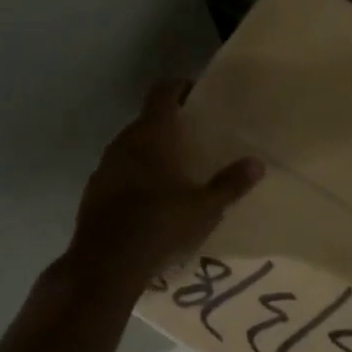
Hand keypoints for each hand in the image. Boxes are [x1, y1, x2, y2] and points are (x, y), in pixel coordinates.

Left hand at [62, 80, 263, 291]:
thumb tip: (257, 163)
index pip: (162, 93)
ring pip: (131, 145)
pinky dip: (134, 173)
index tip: (196, 93)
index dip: (179, 87)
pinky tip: (150, 196)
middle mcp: (124, 142)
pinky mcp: (93, 191)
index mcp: (152, 134)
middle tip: (194, 134)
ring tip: (175, 166)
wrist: (104, 264)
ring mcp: (104, 167)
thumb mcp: (205, 207)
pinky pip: (119, 170)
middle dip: (169, 122)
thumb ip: (231, 183)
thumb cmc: (160, 224)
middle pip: (147, 119)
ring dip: (150, 149)